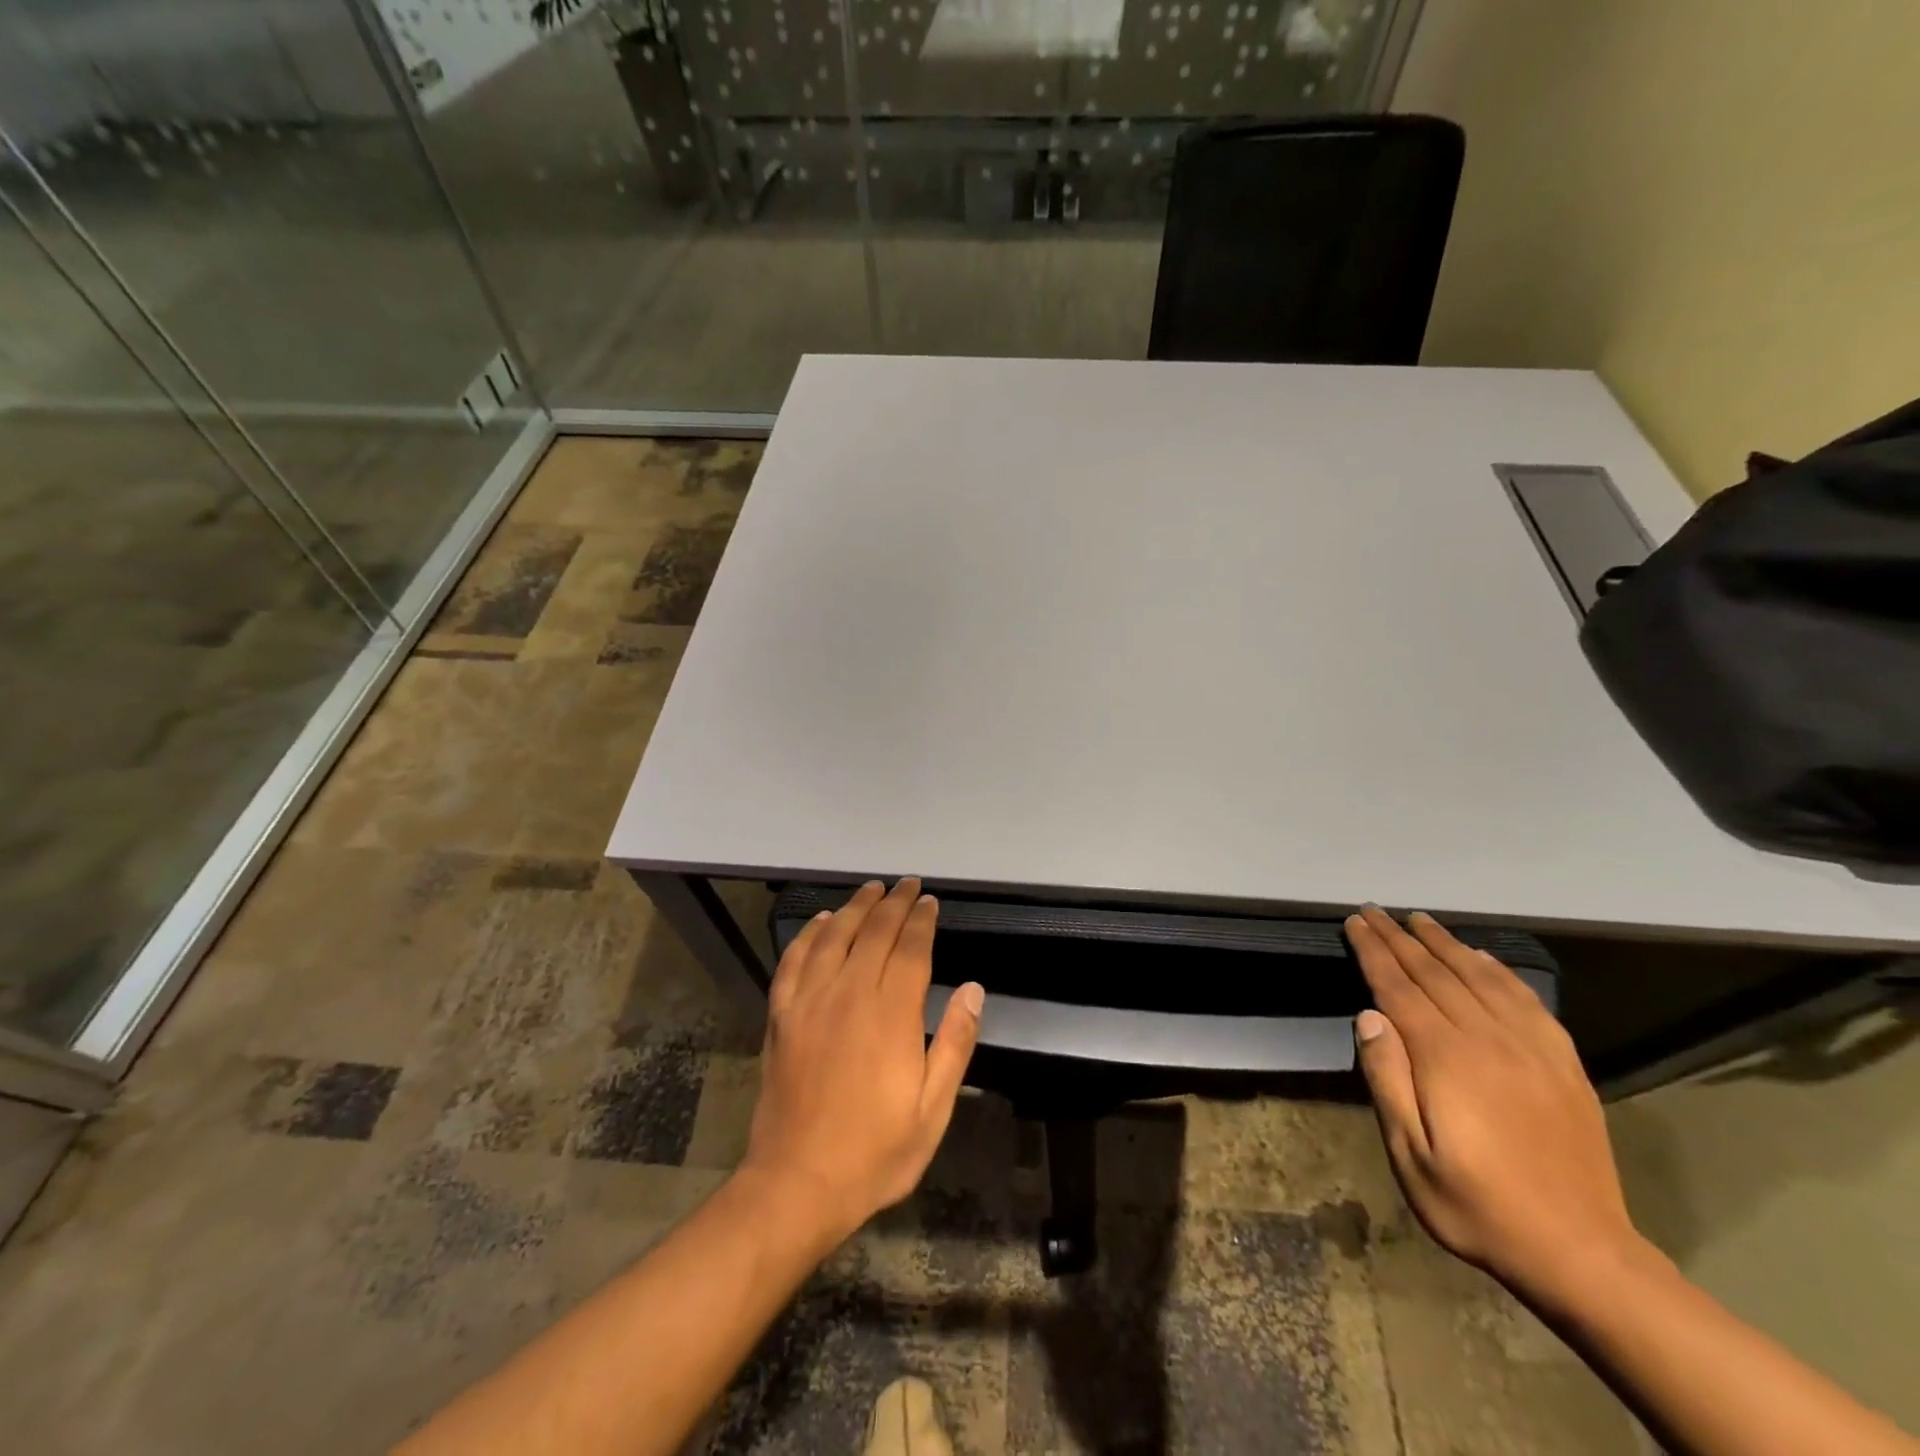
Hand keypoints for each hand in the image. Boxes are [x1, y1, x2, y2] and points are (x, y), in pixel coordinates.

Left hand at [741, 879, 984, 1244]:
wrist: (797, 1184)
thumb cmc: (875, 1152)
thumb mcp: (932, 1109)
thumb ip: (954, 1044)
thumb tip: (974, 989)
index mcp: (891, 1014)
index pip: (910, 949)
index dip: (922, 920)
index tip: (930, 901)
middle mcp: (849, 994)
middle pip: (874, 932)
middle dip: (894, 903)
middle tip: (908, 885)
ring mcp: (810, 1002)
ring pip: (834, 936)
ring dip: (855, 908)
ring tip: (871, 890)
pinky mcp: (781, 1016)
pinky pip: (794, 961)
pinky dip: (808, 935)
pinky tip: (820, 922)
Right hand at [1344, 906, 1640, 1305]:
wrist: (1581, 1253)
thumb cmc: (1476, 1205)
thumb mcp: (1409, 1154)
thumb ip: (1387, 1079)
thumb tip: (1368, 1016)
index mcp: (1445, 1058)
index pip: (1398, 987)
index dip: (1373, 952)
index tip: (1354, 923)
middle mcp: (1488, 1039)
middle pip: (1434, 972)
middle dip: (1399, 938)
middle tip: (1375, 910)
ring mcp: (1531, 1048)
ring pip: (1479, 976)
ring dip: (1445, 943)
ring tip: (1419, 920)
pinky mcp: (1562, 1062)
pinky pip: (1525, 999)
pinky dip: (1497, 969)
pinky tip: (1481, 957)